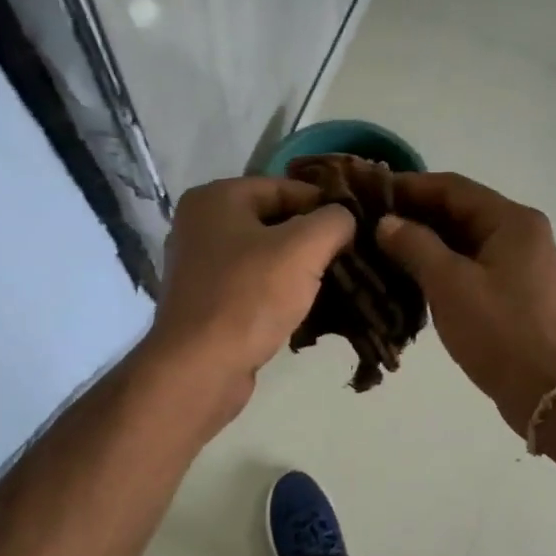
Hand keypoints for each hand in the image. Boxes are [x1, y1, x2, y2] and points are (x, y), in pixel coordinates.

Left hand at [145, 176, 355, 415]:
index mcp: (216, 198)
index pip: (284, 187)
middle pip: (273, 222)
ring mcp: (199, 267)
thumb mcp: (303, 248)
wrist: (200, 368)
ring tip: (334, 286)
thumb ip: (333, 221)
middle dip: (312, 241)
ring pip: (264, 258)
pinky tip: (304, 311)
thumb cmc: (249, 297)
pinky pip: (251, 288)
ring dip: (298, 271)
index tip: (357, 229)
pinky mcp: (205, 304)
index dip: (324, 205)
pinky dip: (278, 295)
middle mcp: (200, 225)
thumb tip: (345, 219)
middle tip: (349, 260)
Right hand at [376, 172, 555, 431]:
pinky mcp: (514, 295)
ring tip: (380, 251)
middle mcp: (520, 234)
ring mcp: (520, 266)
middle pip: (460, 213)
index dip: (409, 187)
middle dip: (414, 216)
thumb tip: (387, 223)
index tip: (369, 192)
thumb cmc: (500, 331)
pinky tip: (409, 279)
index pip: (453, 188)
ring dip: (425, 245)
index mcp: (512, 221)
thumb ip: (415, 246)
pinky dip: (441, 269)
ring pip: (464, 243)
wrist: (549, 390)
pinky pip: (471, 268)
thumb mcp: (450, 284)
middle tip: (368, 224)